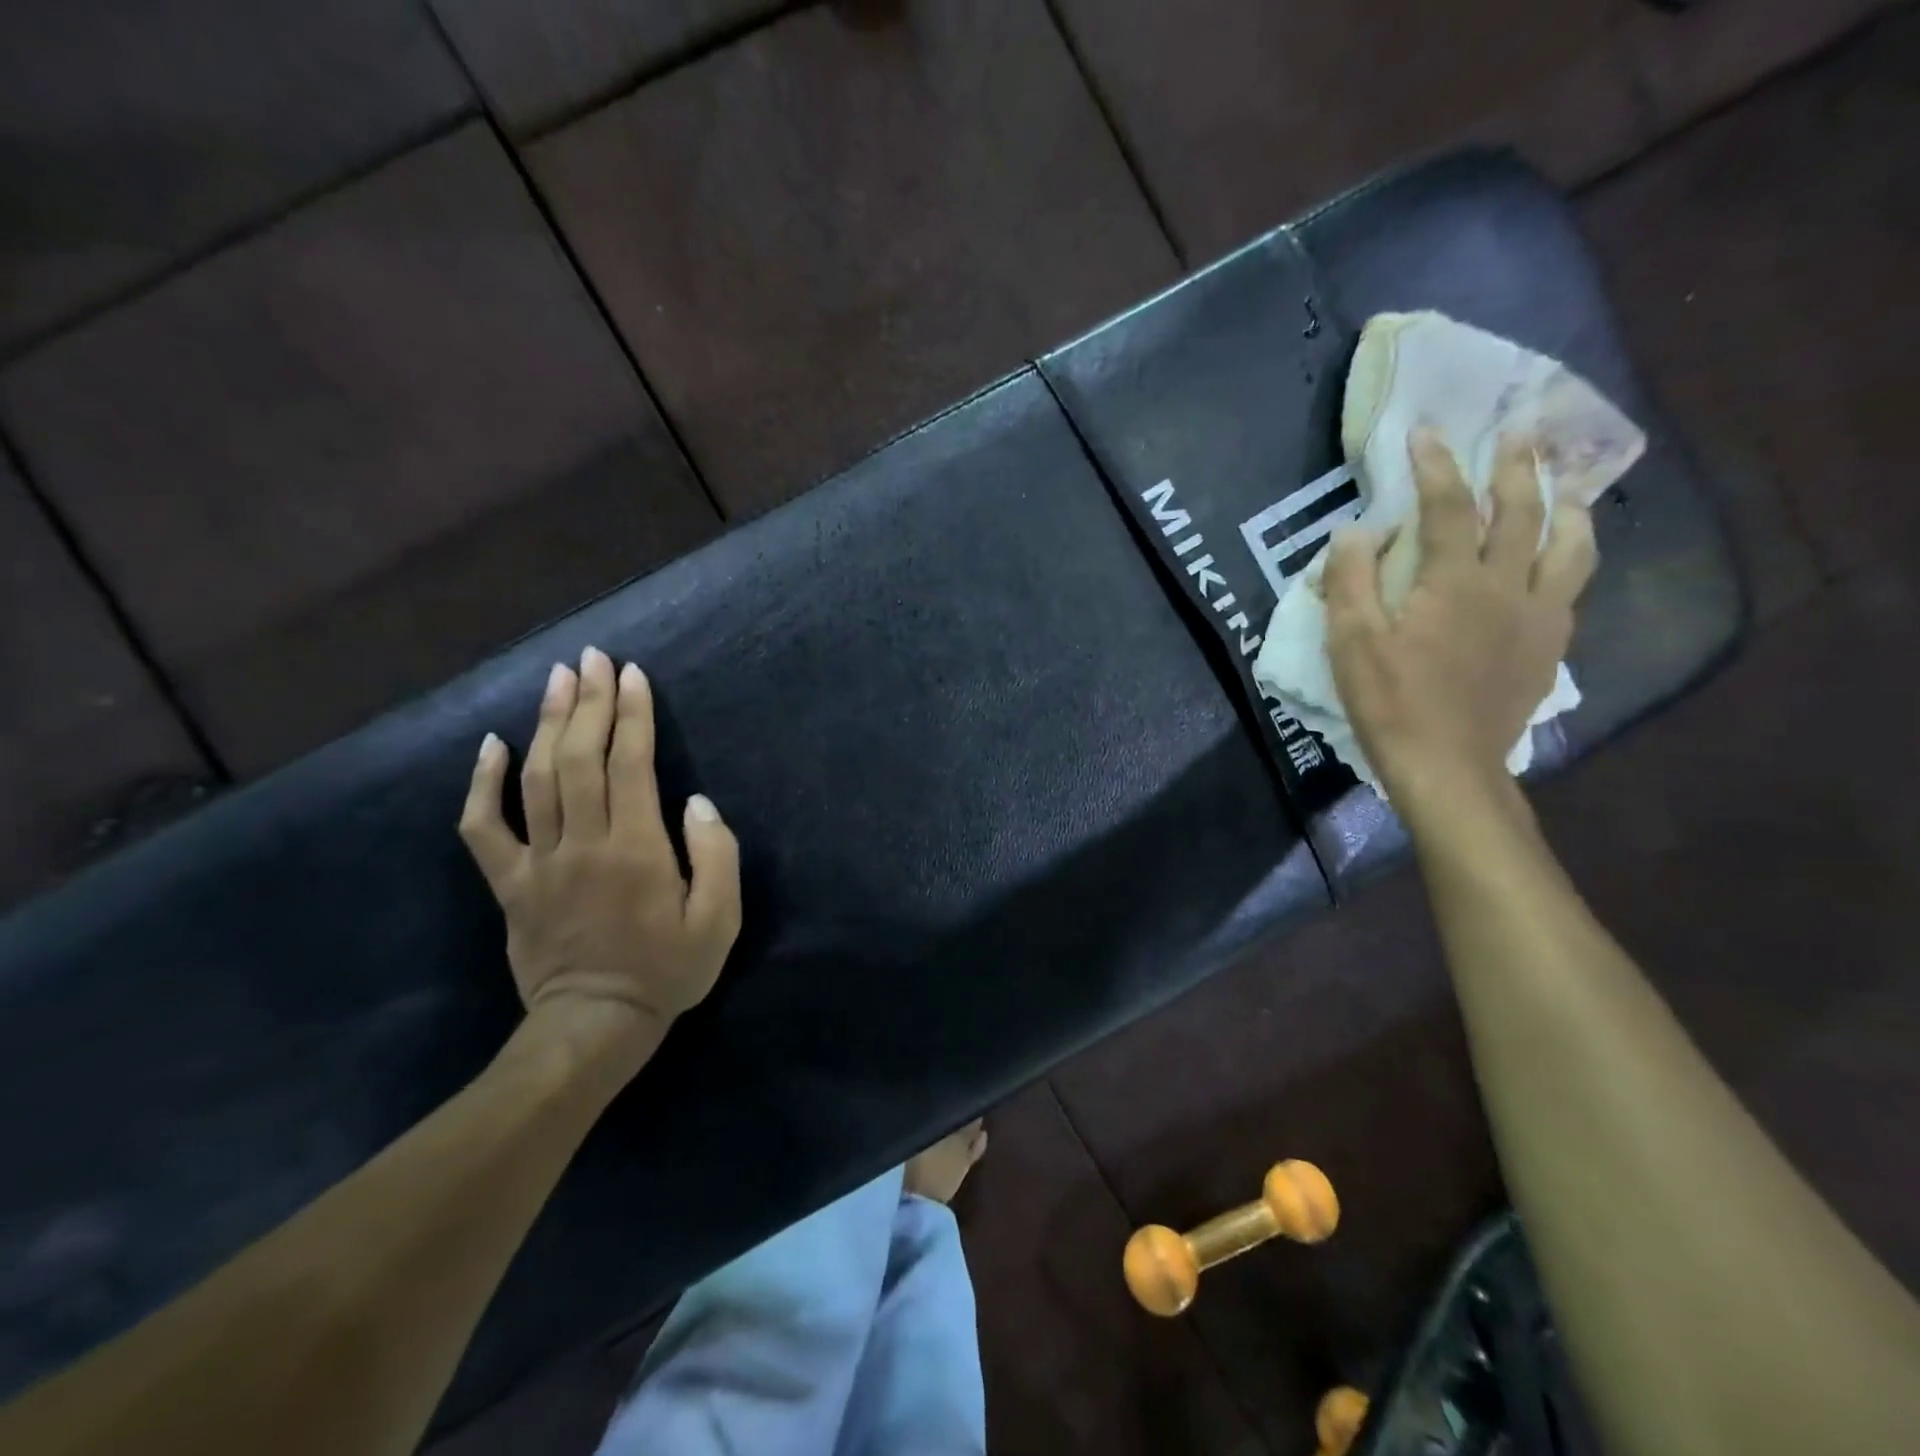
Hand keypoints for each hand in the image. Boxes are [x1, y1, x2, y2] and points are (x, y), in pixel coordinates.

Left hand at [458, 648, 741, 1063]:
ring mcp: (539, 862)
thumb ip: (717, 856)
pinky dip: (481, 785)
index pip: (631, 765)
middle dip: (588, 702)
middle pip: (581, 758)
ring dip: (546, 724)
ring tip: (555, 679)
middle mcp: (584, 844)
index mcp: (638, 850)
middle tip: (593, 658)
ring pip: (536, 779)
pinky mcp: (509, 884)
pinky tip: (490, 746)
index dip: (632, 715)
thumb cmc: (667, 970)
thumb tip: (697, 802)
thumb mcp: (719, 921)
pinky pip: (483, 828)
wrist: (595, 1025)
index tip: (632, 675)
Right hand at [1324, 427, 1596, 821]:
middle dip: (1516, 467)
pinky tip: (1562, 562)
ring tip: (1567, 488)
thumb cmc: (1391, 703)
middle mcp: (1506, 587)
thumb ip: (1350, 581)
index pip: (1447, 506)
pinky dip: (1570, 561)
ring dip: (1567, 508)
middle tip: (1520, 432)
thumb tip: (1355, 530)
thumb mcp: (1351, 643)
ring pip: (1568, 548)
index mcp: (1453, 582)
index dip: (1436, 464)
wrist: (1448, 766)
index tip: (1426, 430)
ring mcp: (1537, 618)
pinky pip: (1570, 590)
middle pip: (1520, 513)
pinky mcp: (1549, 649)